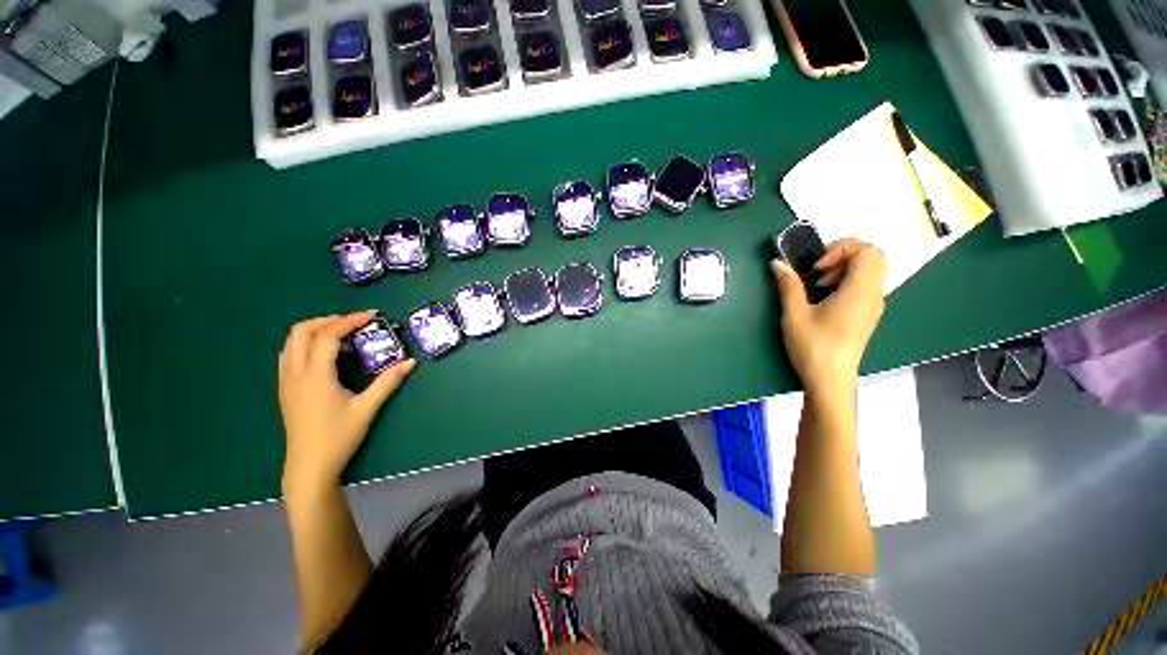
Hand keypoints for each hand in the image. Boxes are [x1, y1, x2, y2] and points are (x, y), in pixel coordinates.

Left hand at [278, 311, 415, 493]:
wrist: (309, 465)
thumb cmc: (339, 437)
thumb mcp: (367, 408)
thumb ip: (388, 381)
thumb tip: (411, 362)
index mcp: (315, 376)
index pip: (328, 335)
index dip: (350, 320)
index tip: (372, 316)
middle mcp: (295, 373)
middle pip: (302, 331)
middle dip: (329, 320)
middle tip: (355, 324)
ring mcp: (286, 381)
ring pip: (291, 342)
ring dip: (315, 331)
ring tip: (343, 337)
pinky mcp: (285, 389)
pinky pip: (289, 355)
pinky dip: (307, 344)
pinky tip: (327, 357)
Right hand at [771, 238, 885, 394]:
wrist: (830, 380)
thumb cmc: (813, 347)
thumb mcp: (794, 315)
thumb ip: (789, 285)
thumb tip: (778, 263)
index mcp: (860, 292)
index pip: (867, 251)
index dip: (840, 249)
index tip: (816, 268)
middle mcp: (873, 295)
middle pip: (873, 257)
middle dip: (843, 255)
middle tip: (818, 271)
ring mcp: (873, 306)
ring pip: (870, 271)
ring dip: (843, 269)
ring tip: (817, 286)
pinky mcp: (867, 315)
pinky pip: (865, 286)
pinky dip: (846, 282)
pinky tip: (824, 299)